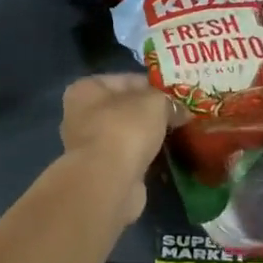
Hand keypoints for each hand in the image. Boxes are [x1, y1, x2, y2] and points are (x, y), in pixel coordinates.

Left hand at [59, 74, 173, 224]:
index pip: (125, 80)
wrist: (109, 182)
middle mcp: (82, 115)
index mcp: (86, 89)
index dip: (153, 85)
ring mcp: (90, 146)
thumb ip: (168, 101)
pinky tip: (167, 156)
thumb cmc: (125, 128)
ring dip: (149, 136)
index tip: (176, 94)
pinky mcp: (102, 172)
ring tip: (178, 134)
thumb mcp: (154, 102)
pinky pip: (130, 156)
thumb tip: (180, 110)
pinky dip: (146, 156)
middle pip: (125, 107)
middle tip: (180, 114)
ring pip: (127, 134)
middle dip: (151, 112)